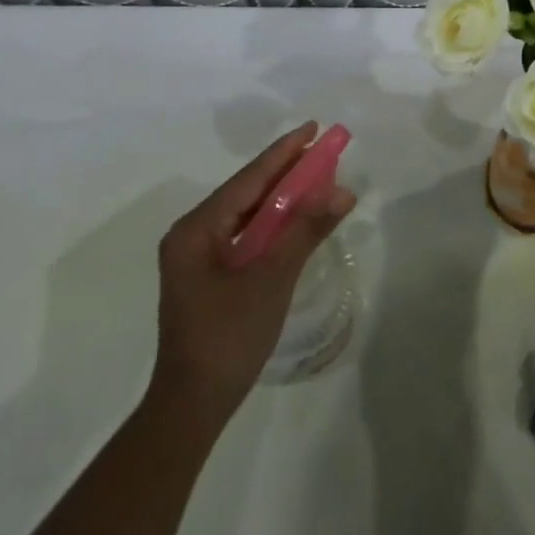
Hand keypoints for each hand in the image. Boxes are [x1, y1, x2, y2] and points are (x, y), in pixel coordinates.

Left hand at [149, 123, 355, 425]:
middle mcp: (192, 234)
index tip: (313, 128)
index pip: (248, 179)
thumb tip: (342, 191)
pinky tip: (297, 217)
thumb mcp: (271, 279)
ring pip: (248, 213)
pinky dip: (274, 223)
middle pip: (247, 191)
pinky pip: (246, 234)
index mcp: (196, 229)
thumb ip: (305, 230)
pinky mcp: (209, 274)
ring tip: (317, 175)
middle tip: (323, 148)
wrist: (192, 407)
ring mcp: (198, 255)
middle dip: (286, 170)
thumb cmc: (228, 339)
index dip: (284, 152)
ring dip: (283, 196)